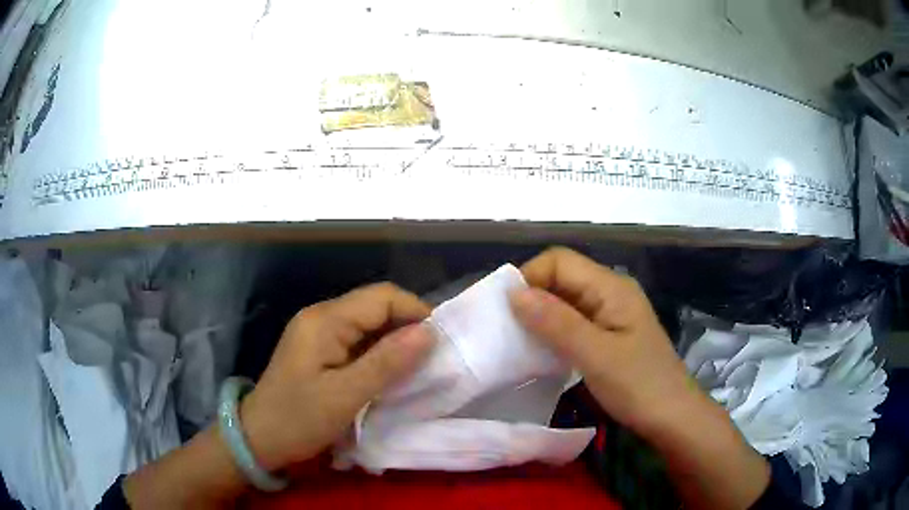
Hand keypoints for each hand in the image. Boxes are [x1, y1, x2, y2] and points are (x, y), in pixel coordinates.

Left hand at [240, 283, 435, 471]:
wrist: (259, 438)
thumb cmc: (298, 419)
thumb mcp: (345, 396)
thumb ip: (387, 362)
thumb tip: (429, 332)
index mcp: (325, 320)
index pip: (382, 297)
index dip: (416, 311)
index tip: (441, 342)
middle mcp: (321, 317)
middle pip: (375, 306)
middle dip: (408, 326)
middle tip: (433, 358)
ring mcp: (318, 332)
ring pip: (368, 324)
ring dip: (395, 342)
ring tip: (418, 367)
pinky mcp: (319, 350)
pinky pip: (357, 341)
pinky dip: (379, 353)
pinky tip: (391, 373)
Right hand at [508, 247, 699, 437]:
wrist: (672, 417)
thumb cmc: (638, 386)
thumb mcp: (595, 355)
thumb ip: (556, 322)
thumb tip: (514, 292)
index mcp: (611, 287)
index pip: (559, 261)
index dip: (529, 277)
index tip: (506, 311)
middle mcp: (610, 292)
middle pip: (562, 278)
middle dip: (531, 297)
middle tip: (506, 329)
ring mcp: (610, 314)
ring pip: (566, 301)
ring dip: (540, 316)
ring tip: (516, 341)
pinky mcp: (608, 334)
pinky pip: (573, 322)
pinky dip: (553, 331)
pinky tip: (541, 350)